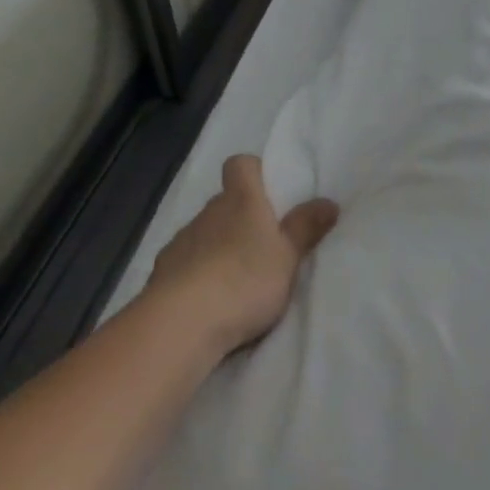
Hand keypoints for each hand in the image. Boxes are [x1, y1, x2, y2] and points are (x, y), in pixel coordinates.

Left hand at [148, 155, 338, 356]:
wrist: (180, 324)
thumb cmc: (244, 279)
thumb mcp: (288, 256)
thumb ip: (306, 227)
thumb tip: (329, 201)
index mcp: (241, 200)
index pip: (241, 165)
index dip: (254, 171)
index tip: (270, 191)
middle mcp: (208, 213)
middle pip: (225, 202)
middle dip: (242, 218)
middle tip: (265, 244)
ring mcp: (181, 242)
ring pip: (205, 233)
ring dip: (219, 247)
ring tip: (238, 278)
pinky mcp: (160, 275)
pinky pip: (186, 263)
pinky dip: (197, 274)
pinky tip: (210, 299)